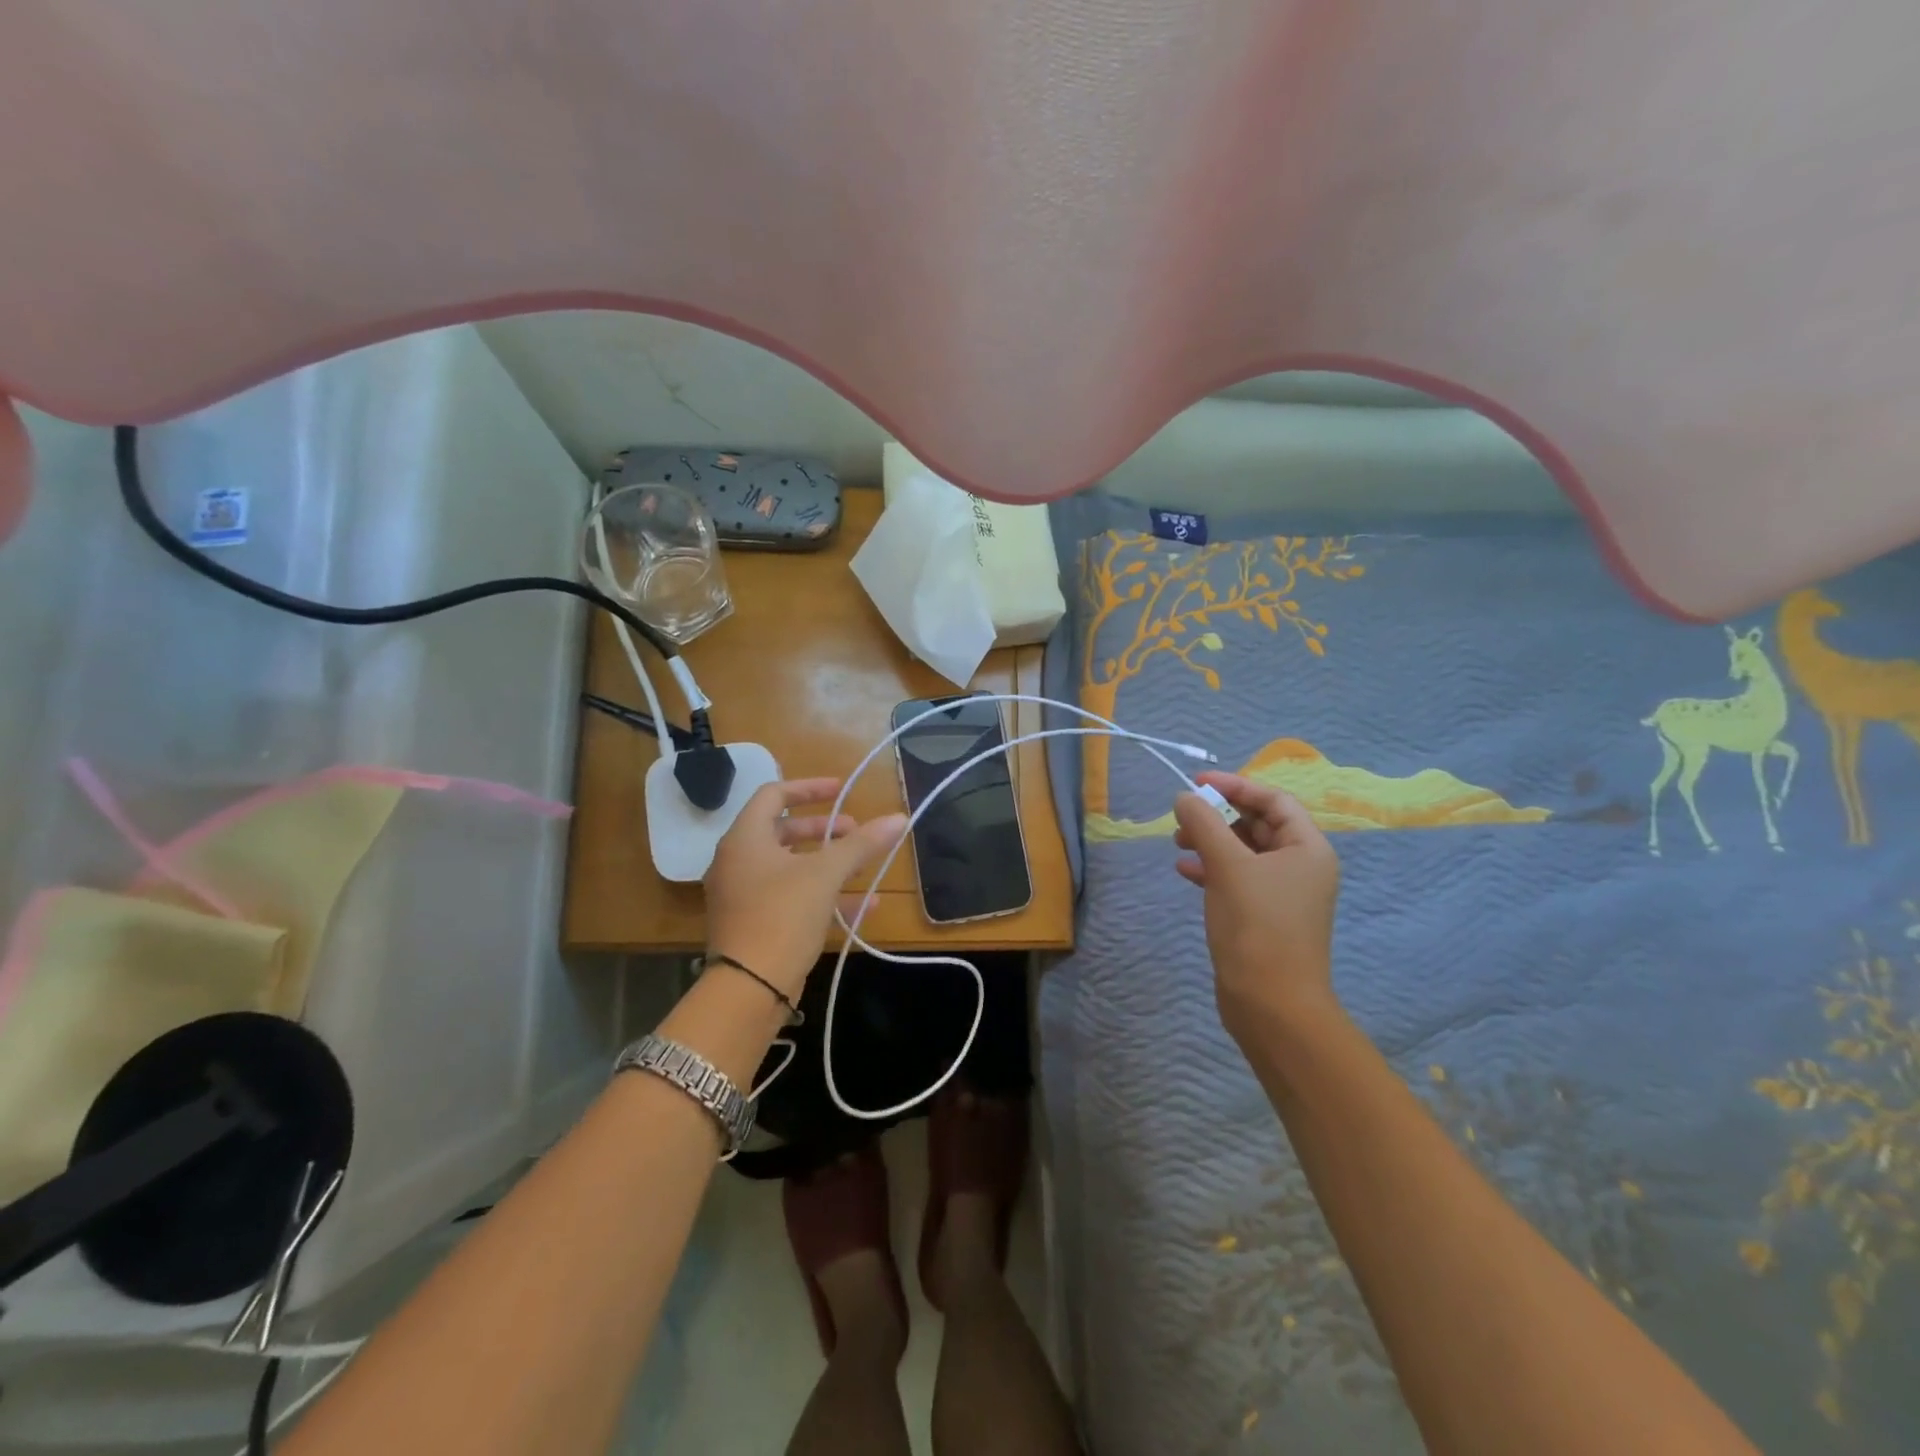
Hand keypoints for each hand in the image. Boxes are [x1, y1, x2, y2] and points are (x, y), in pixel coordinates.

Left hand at [704, 778, 906, 997]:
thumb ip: (861, 845)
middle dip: (825, 830)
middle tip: (856, 832)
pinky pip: (792, 897)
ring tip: (864, 867)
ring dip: (829, 863)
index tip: (842, 790)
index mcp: (745, 839)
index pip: (773, 795)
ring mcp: (744, 895)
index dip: (809, 787)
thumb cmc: (782, 916)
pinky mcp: (755, 924)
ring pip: (791, 867)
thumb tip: (899, 818)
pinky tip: (865, 905)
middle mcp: (738, 861)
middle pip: (783, 831)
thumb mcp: (825, 875)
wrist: (748, 989)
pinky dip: (824, 894)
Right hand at [1172, 771, 1341, 1039]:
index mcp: (1307, 849)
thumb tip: (1185, 796)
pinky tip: (1184, 871)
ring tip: (1177, 843)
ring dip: (1211, 841)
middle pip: (1258, 824)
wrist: (1271, 1003)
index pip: (1274, 800)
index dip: (1235, 786)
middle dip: (1219, 816)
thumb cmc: (1257, 925)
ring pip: (1244, 852)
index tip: (1196, 783)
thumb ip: (1204, 824)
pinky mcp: (1263, 916)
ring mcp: (1283, 894)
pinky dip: (1211, 869)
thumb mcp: (1227, 866)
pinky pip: (1237, 878)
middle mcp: (1300, 867)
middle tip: (1182, 817)